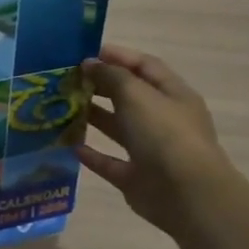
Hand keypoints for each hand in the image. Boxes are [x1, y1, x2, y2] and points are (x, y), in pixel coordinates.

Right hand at [79, 44, 231, 238]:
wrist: (186, 195)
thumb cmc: (165, 135)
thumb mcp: (137, 95)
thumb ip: (111, 76)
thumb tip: (90, 64)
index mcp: (173, 95)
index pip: (145, 66)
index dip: (117, 56)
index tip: (83, 54)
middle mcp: (163, 120)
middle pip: (129, 96)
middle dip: (100, 85)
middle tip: (66, 80)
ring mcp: (150, 150)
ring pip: (118, 128)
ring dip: (93, 117)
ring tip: (62, 108)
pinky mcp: (136, 178)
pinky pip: (110, 162)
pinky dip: (92, 155)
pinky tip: (69, 146)